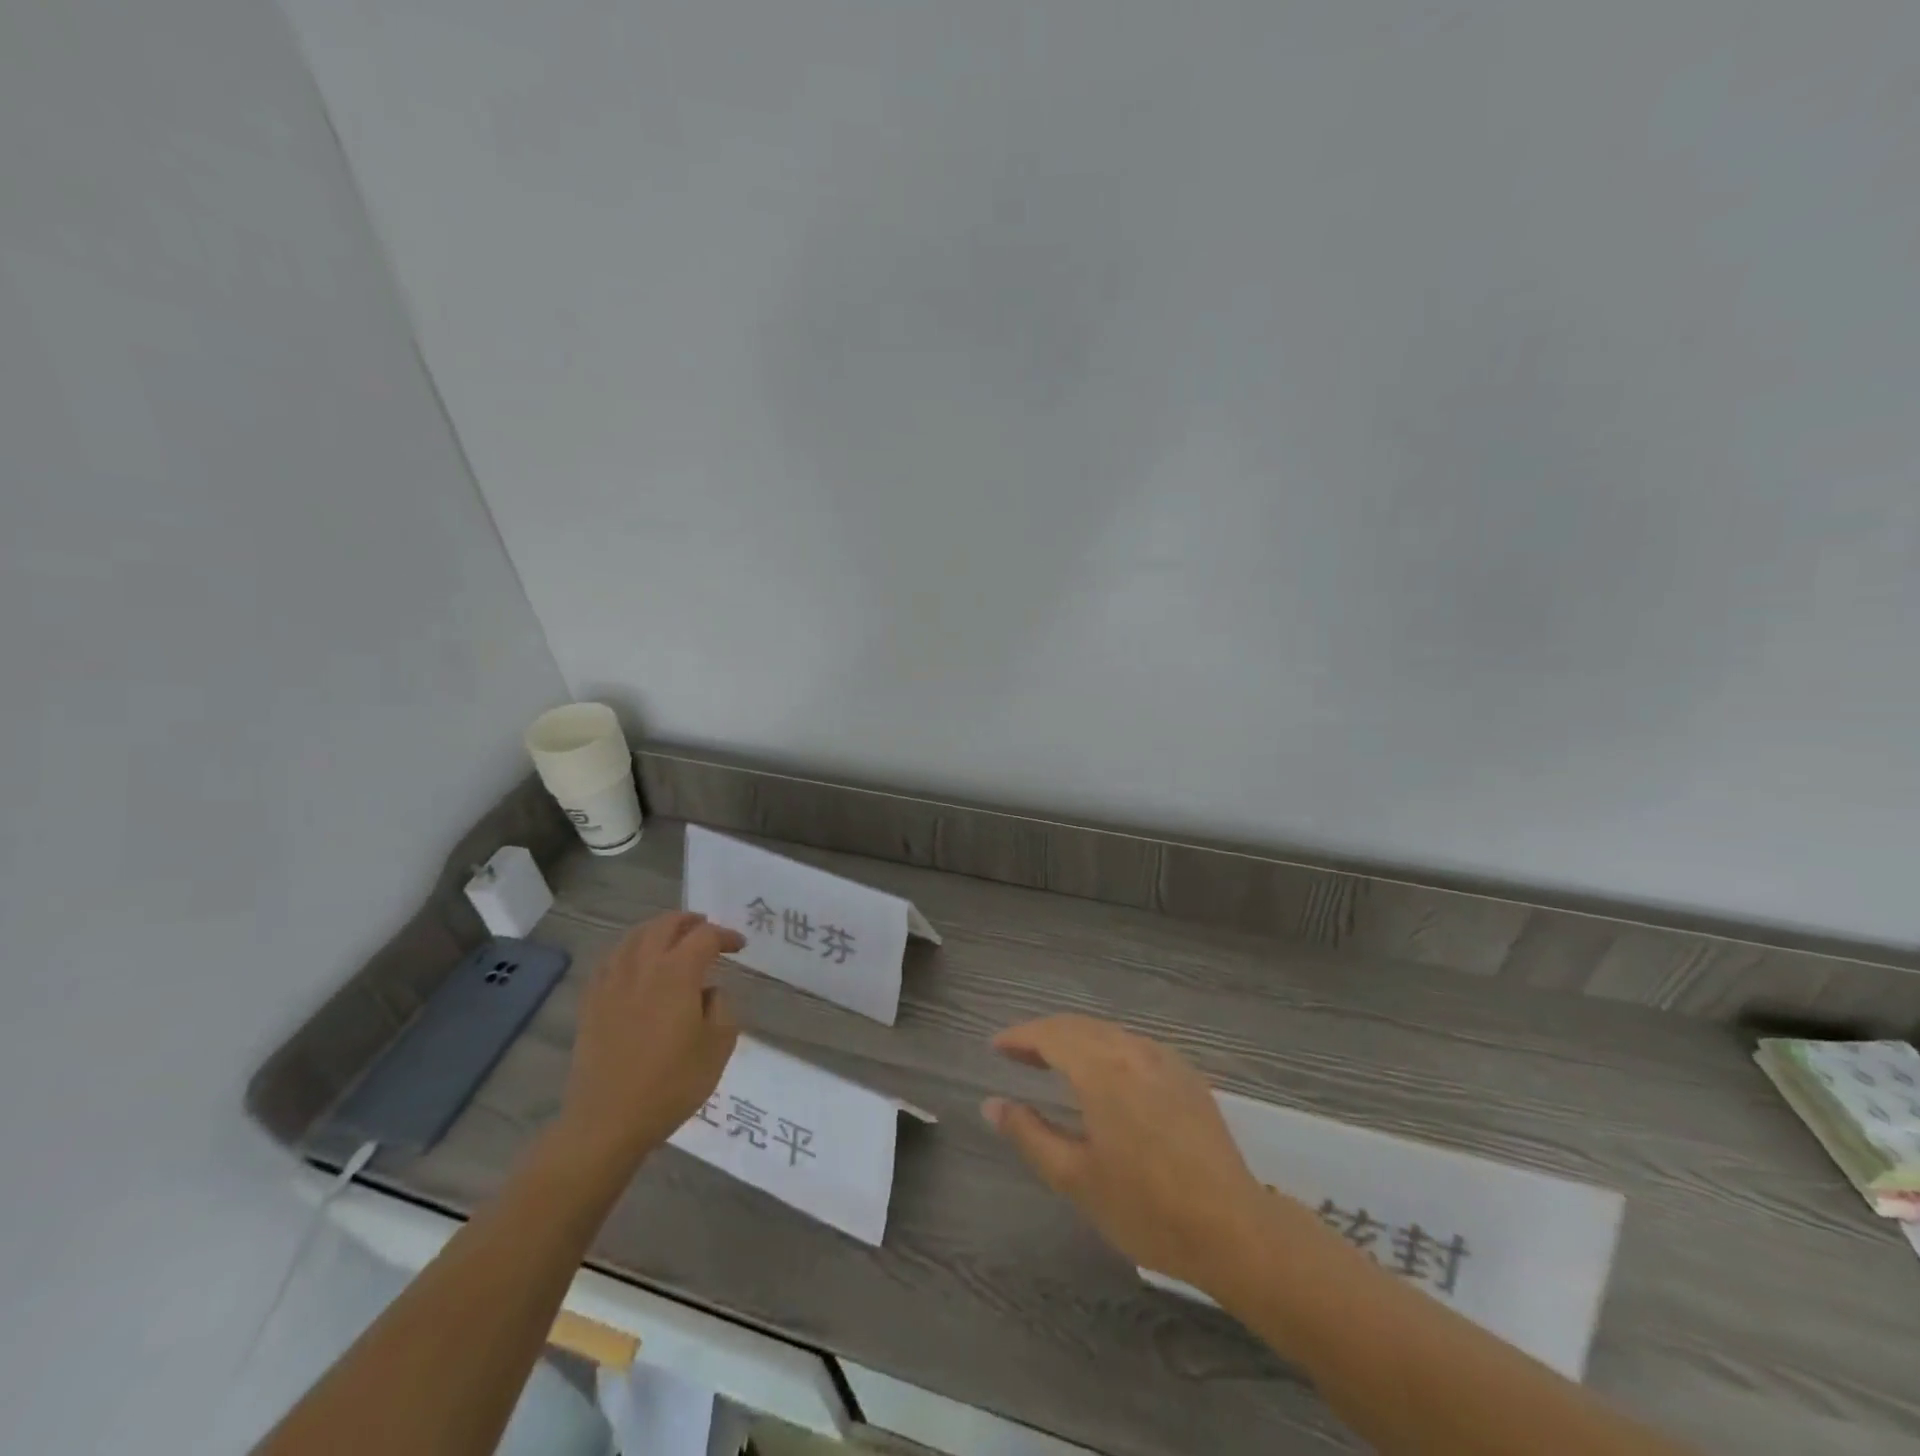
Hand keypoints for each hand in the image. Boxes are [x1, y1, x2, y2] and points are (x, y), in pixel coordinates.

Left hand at [555, 912, 742, 1170]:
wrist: (607, 1122)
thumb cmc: (671, 1085)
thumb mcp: (718, 1047)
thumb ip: (721, 1008)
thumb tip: (708, 991)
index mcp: (677, 974)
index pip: (705, 937)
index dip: (725, 936)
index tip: (739, 946)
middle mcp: (642, 968)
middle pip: (664, 925)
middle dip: (689, 921)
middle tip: (705, 929)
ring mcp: (612, 983)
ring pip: (633, 937)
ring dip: (657, 930)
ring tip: (671, 939)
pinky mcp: (591, 1003)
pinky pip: (610, 961)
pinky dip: (628, 951)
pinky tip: (634, 964)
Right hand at [984, 1015, 1271, 1292]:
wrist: (1234, 1230)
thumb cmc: (1146, 1208)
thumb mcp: (1075, 1177)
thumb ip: (1029, 1134)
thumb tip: (992, 1104)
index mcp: (1102, 1068)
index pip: (1050, 1035)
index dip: (1019, 1037)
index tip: (995, 1047)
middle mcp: (1133, 1050)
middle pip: (1078, 1027)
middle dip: (1043, 1036)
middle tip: (1016, 1055)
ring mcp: (1165, 1059)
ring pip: (1107, 1033)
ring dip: (1074, 1040)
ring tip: (1052, 1063)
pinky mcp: (1186, 1075)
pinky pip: (1133, 1046)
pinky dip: (1105, 1049)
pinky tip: (1102, 1076)